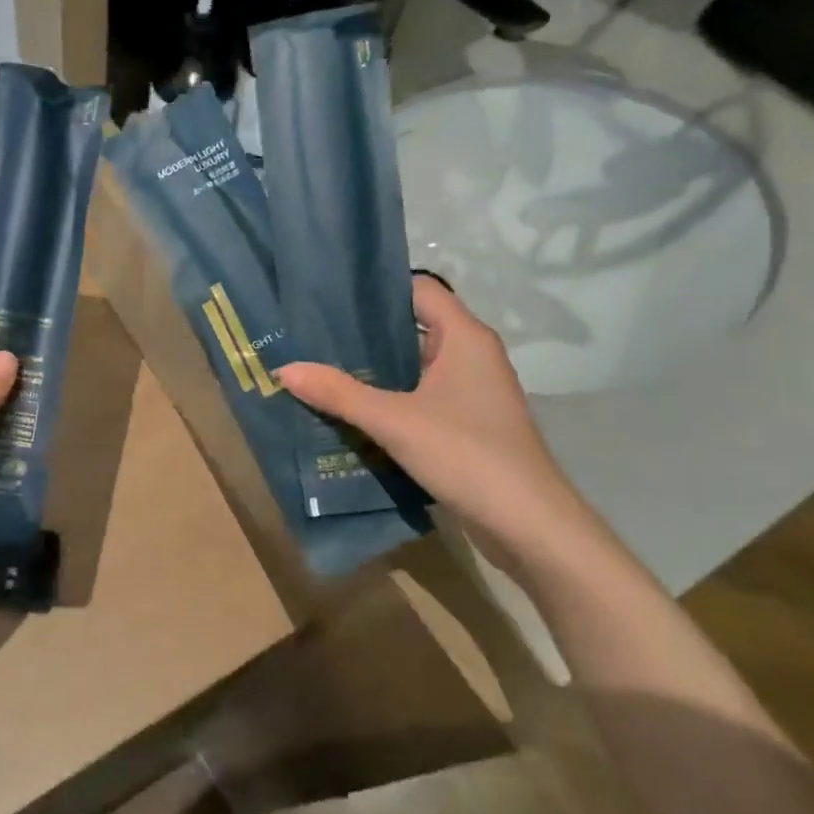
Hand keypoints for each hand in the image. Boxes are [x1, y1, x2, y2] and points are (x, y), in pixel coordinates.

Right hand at [275, 275, 597, 558]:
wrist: (528, 524)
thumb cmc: (466, 455)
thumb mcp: (394, 421)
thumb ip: (339, 393)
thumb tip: (285, 369)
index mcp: (465, 337)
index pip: (418, 289)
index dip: (377, 289)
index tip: (331, 297)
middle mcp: (472, 355)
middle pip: (413, 327)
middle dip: (365, 333)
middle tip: (314, 336)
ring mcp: (472, 391)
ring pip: (415, 365)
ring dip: (375, 369)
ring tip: (323, 369)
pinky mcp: (468, 422)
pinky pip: (421, 396)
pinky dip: (390, 398)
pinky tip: (353, 410)